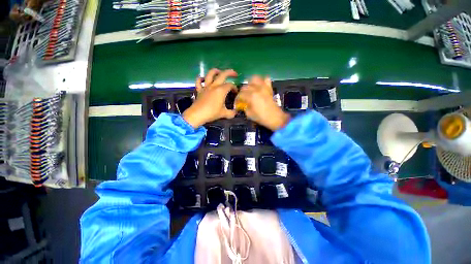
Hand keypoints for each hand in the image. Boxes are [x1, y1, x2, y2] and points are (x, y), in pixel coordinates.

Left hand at [183, 69, 237, 127]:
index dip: (235, 88)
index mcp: (221, 90)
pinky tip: (203, 79)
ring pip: (210, 74)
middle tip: (234, 74)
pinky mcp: (199, 90)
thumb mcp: (224, 114)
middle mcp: (214, 86)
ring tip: (219, 71)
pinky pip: (199, 81)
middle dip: (230, 72)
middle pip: (222, 75)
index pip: (230, 85)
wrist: (197, 115)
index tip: (236, 93)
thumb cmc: (212, 113)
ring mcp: (206, 87)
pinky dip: (201, 79)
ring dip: (215, 71)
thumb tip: (235, 112)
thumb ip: (232, 113)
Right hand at [235, 76, 289, 130]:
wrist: (275, 118)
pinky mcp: (269, 88)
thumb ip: (244, 107)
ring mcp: (264, 87)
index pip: (240, 95)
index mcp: (251, 96)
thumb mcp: (249, 114)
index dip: (237, 99)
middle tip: (242, 98)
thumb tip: (242, 104)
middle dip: (242, 92)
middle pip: (245, 86)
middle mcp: (256, 89)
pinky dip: (262, 81)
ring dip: (250, 83)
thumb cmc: (261, 117)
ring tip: (249, 89)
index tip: (237, 103)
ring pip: (254, 79)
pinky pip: (266, 79)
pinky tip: (260, 86)